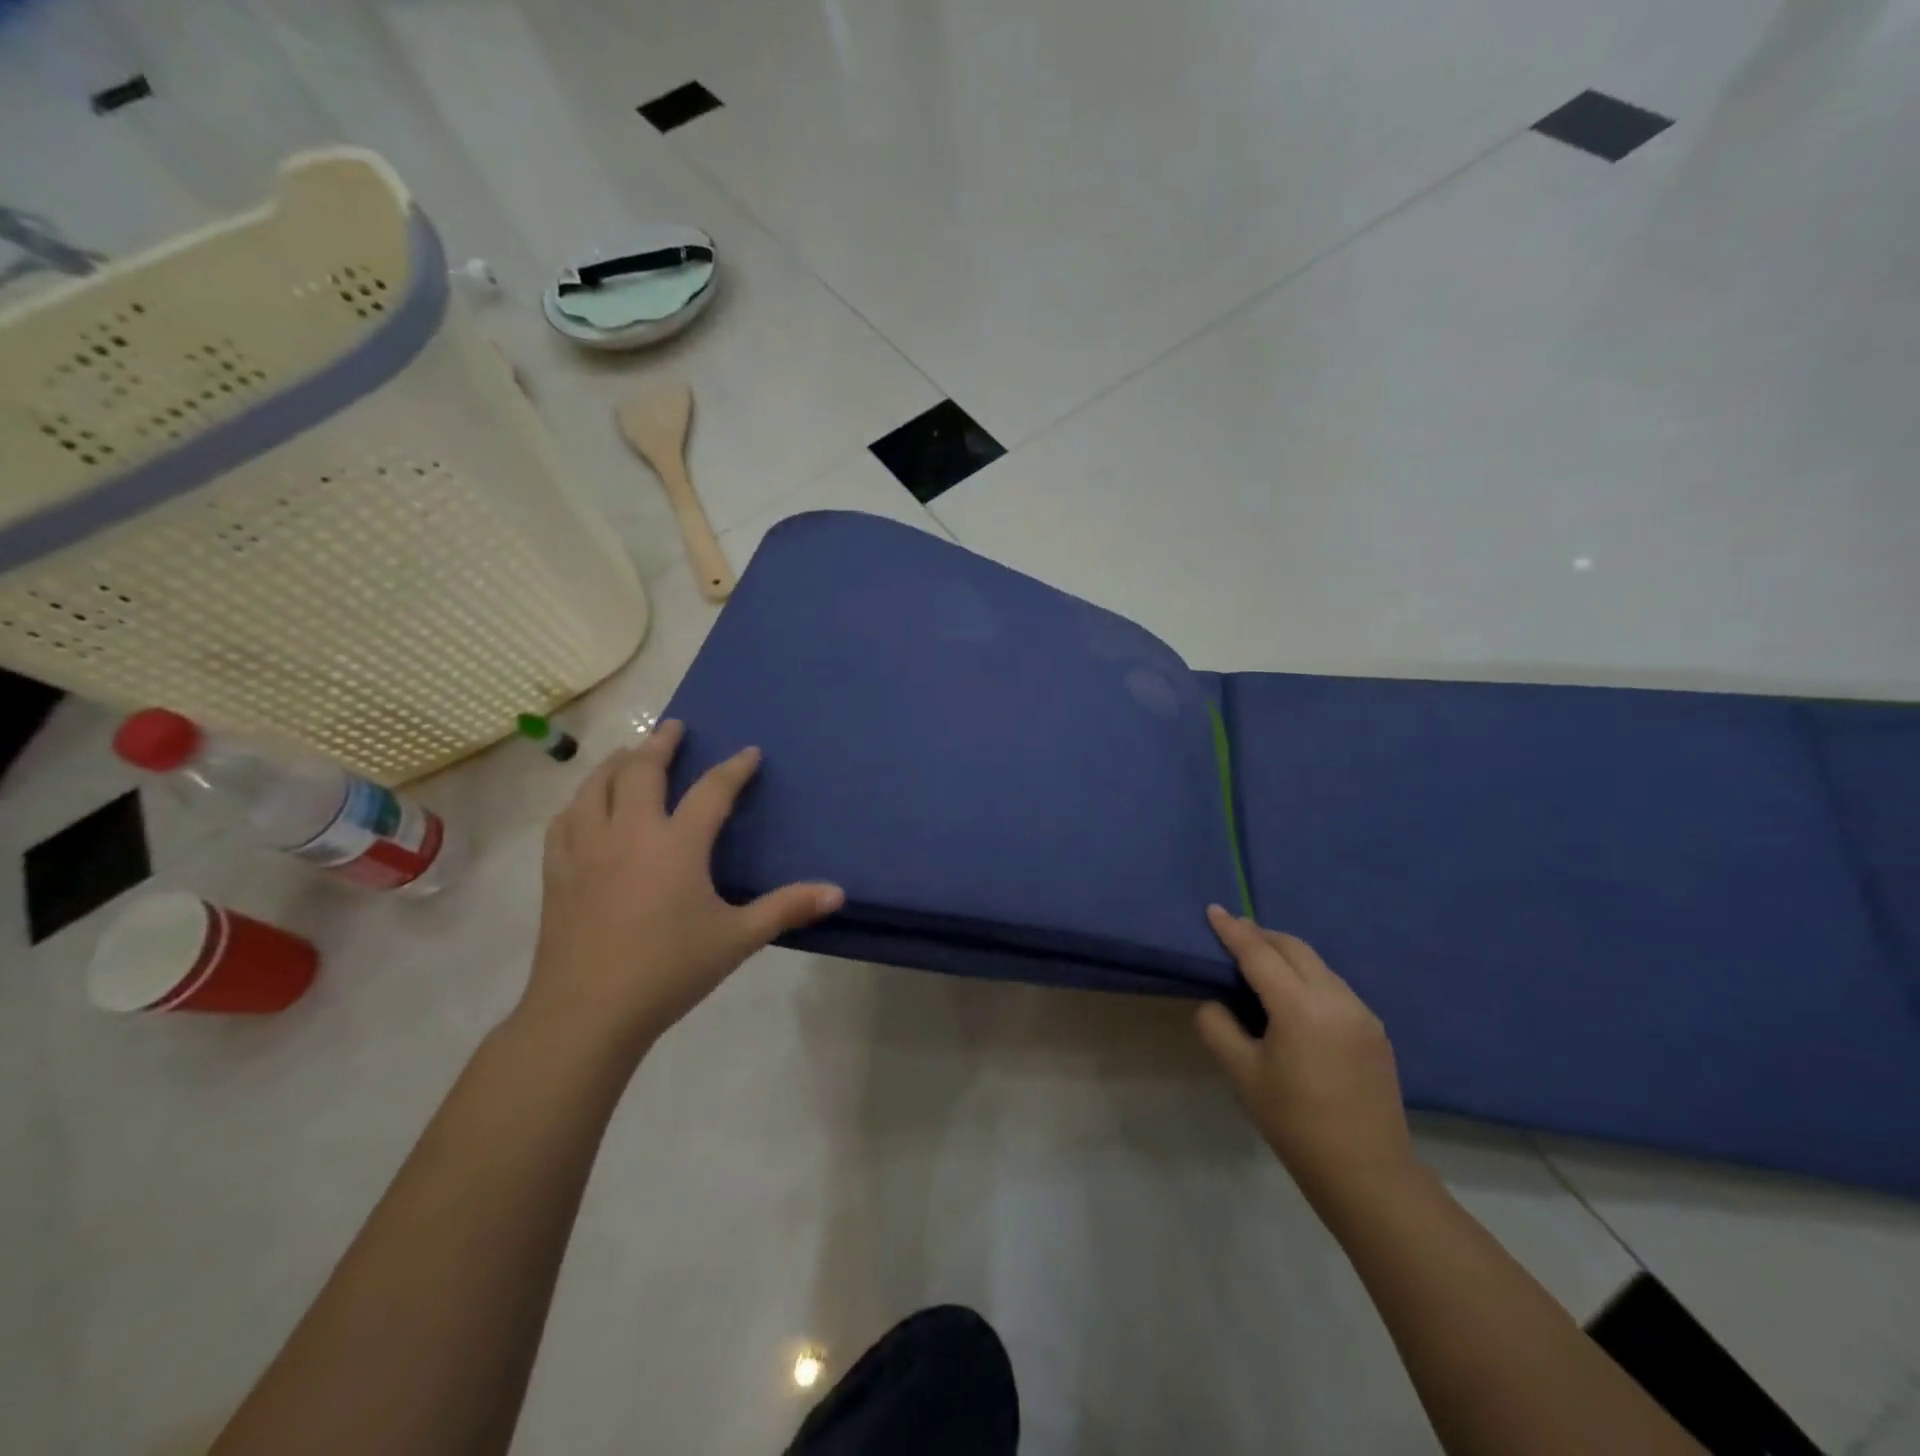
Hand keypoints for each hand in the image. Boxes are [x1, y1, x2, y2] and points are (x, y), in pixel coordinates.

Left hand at [519, 720, 843, 1058]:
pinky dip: (580, 801)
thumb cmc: (669, 970)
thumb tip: (837, 893)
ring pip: (595, 787)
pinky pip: (566, 821)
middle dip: (661, 744)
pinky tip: (583, 806)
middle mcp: (630, 833)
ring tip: (627, 753)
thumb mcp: (737, 939)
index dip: (734, 769)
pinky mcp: (559, 872)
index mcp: (677, 845)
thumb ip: (787, 909)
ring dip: (615, 763)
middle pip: (642, 772)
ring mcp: (587, 849)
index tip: (749, 752)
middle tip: (674, 727)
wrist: (587, 1012)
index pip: (712, 791)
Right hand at [1196, 906, 1416, 1210]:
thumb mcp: (1242, 1075)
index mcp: (1300, 1007)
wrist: (1367, 1173)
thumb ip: (1218, 1027)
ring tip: (1260, 961)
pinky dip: (1307, 976)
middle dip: (1261, 935)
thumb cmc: (1295, 1122)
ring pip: (1317, 964)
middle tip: (1232, 933)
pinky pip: (1333, 985)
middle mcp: (1336, 998)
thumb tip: (1215, 1002)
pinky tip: (1293, 994)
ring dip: (1286, 954)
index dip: (1232, 930)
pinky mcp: (1374, 1029)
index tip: (1212, 909)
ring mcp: (1361, 1012)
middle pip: (1293, 948)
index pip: (1258, 953)